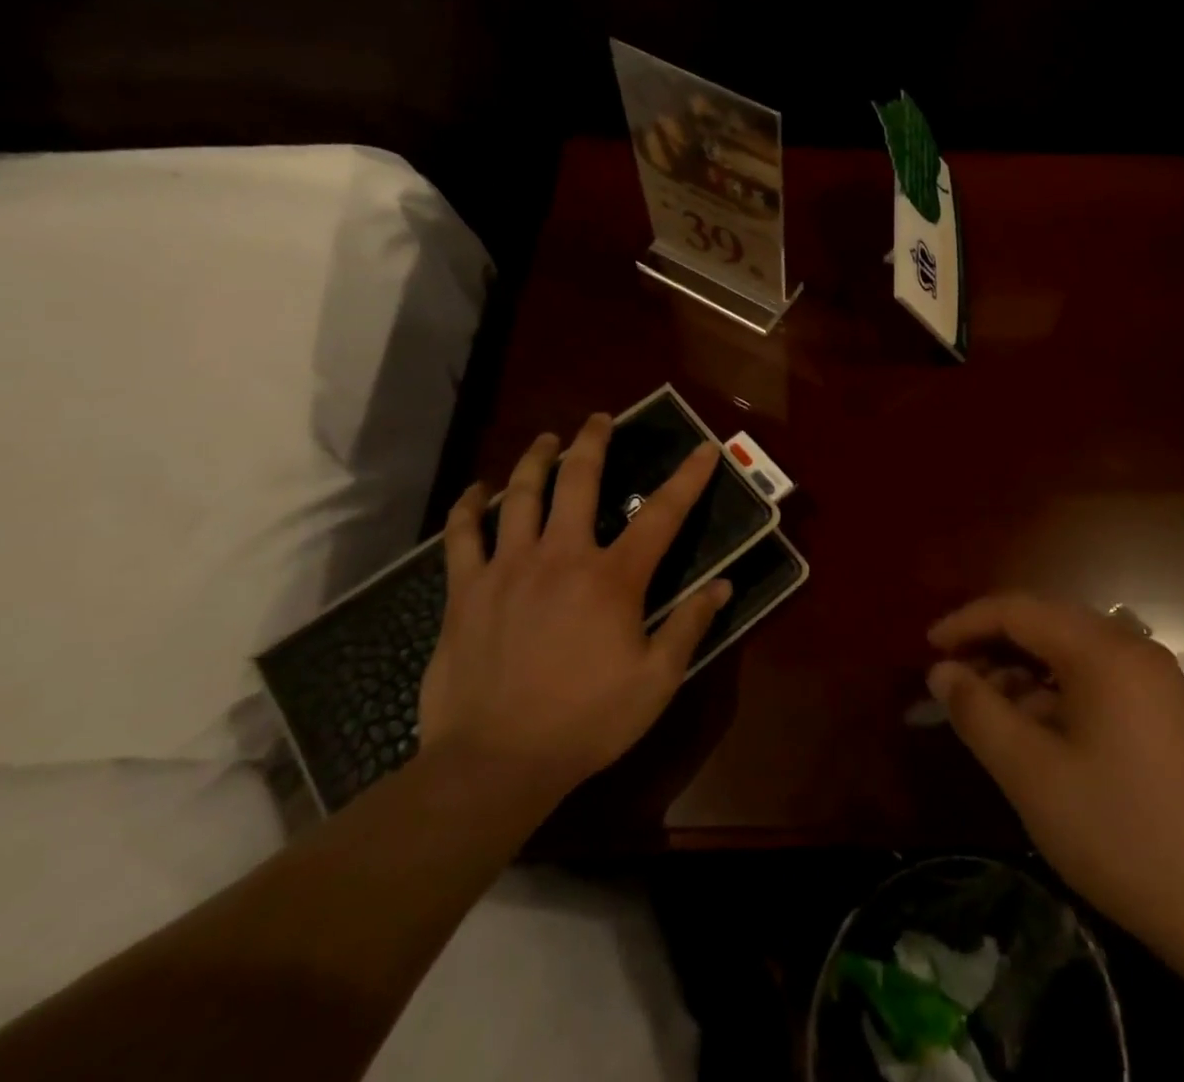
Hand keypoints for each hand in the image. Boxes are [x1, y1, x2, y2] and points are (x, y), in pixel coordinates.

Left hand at [417, 415, 728, 816]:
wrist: (495, 763)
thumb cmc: (586, 722)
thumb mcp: (656, 681)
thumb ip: (690, 627)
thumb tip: (723, 586)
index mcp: (613, 578)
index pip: (662, 515)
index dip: (688, 478)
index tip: (703, 448)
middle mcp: (561, 557)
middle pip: (579, 481)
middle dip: (594, 442)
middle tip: (600, 419)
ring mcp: (507, 569)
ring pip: (519, 495)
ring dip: (535, 459)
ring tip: (546, 439)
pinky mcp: (465, 591)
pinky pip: (461, 536)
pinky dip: (467, 507)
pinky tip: (475, 490)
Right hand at [927, 595, 1183, 979]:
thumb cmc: (1115, 832)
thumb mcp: (1029, 772)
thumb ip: (976, 710)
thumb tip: (940, 671)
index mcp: (1102, 650)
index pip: (1018, 610)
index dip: (966, 623)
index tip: (927, 649)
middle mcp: (1131, 646)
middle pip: (1043, 622)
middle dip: (991, 644)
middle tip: (951, 679)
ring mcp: (1152, 675)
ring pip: (1067, 649)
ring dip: (1021, 668)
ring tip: (985, 706)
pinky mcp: (1161, 706)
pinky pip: (1093, 674)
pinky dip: (1053, 688)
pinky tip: (1031, 723)